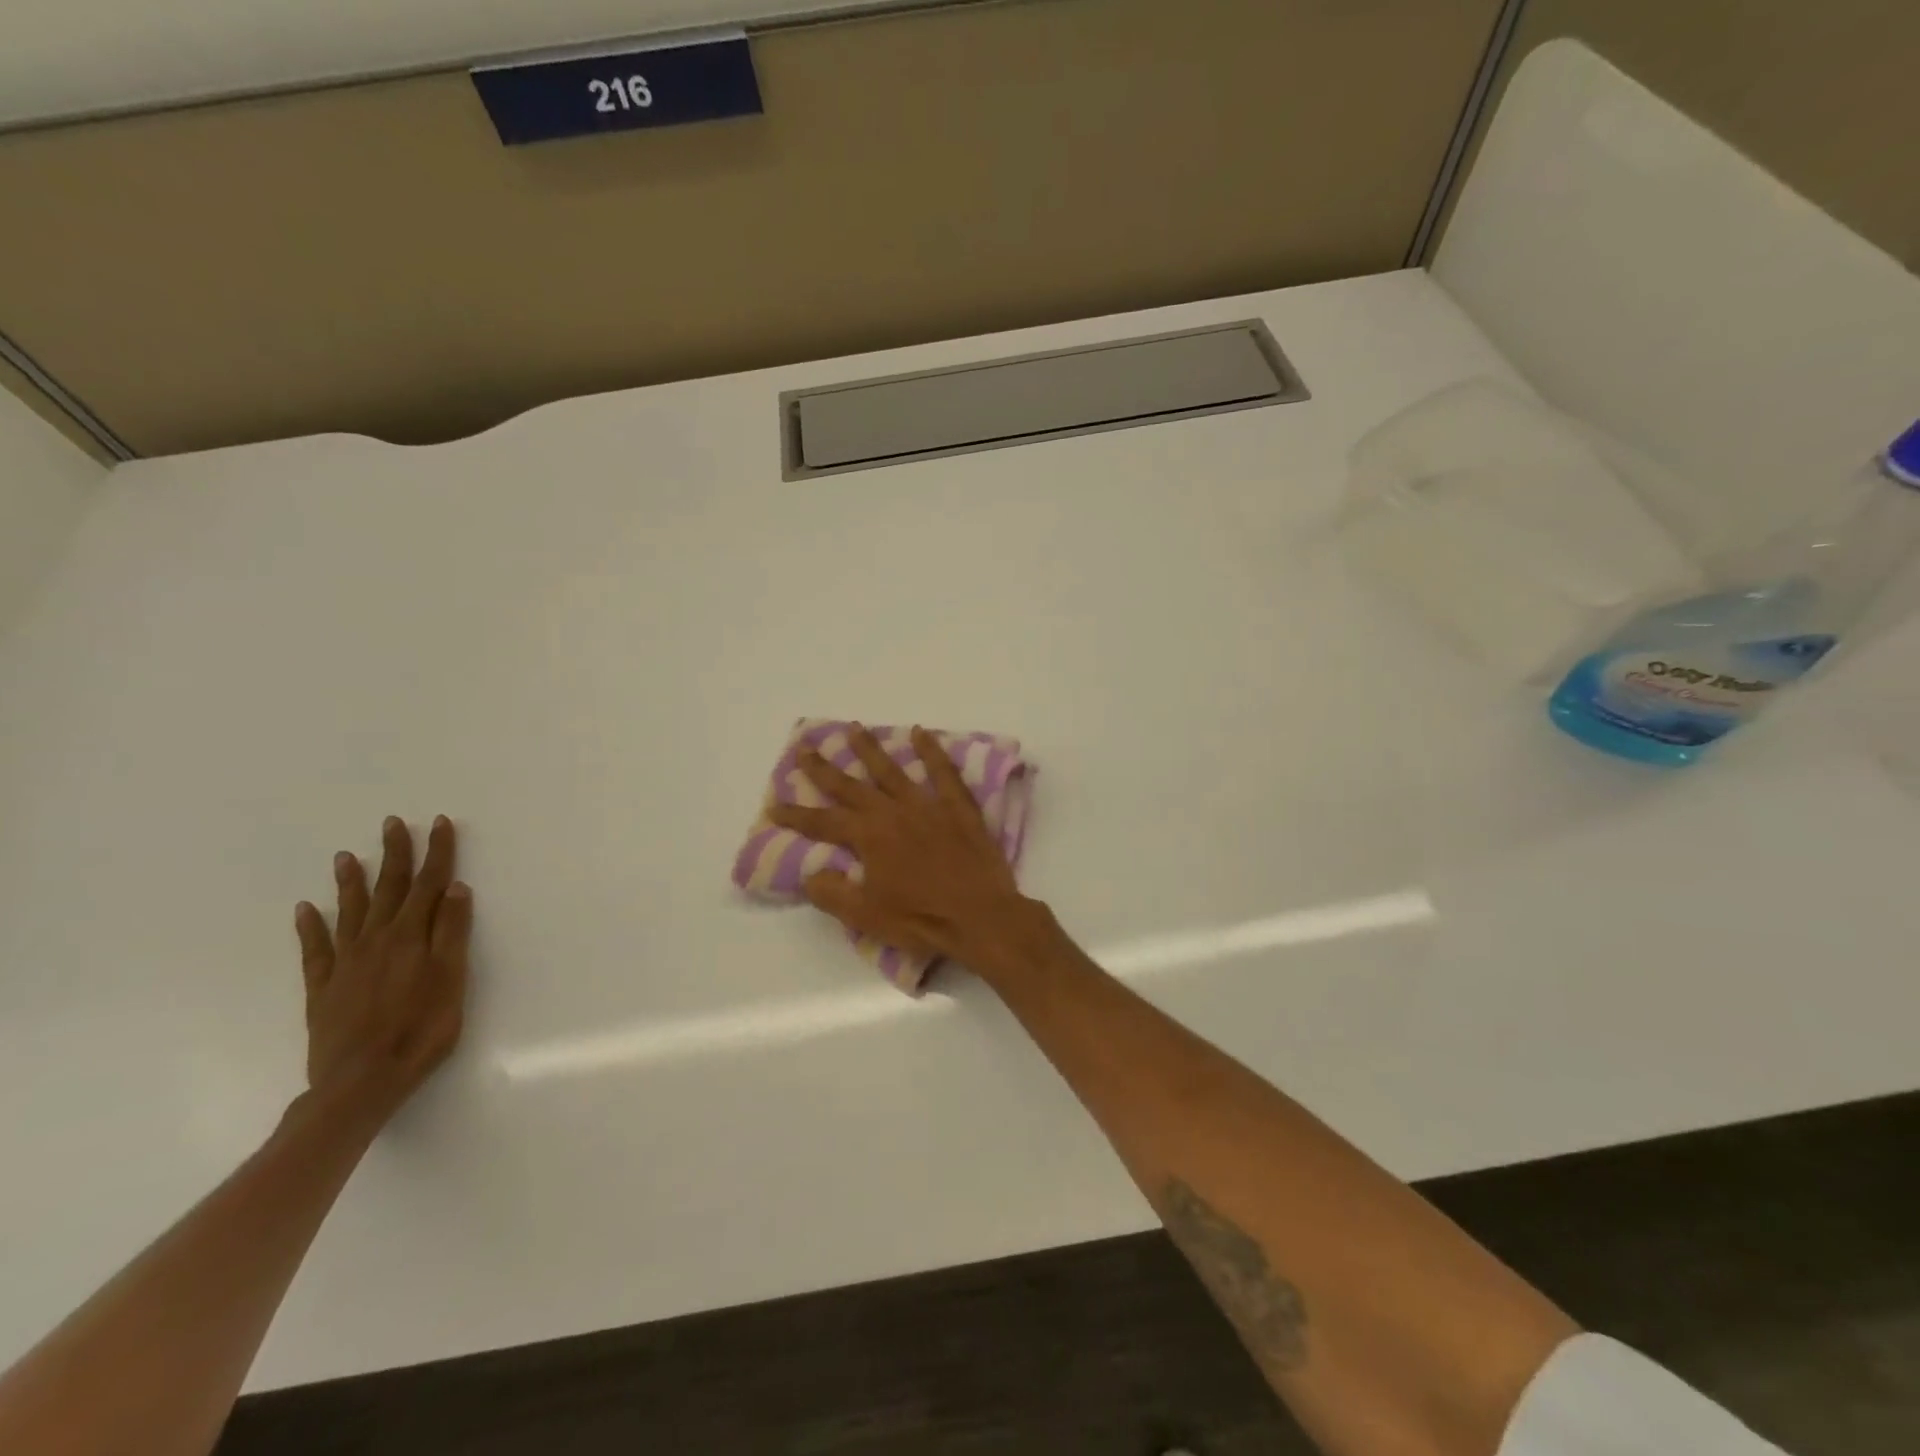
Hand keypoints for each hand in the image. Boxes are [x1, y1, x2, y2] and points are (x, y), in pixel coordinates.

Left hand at [293, 815, 471, 1125]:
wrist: (360, 1083)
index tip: (440, 824)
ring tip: (347, 856)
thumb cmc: (421, 1030)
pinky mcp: (324, 988)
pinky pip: (315, 949)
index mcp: (411, 936)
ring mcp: (346, 963)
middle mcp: (377, 940)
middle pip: (390, 889)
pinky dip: (311, 927)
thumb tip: (455, 888)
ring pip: (350, 912)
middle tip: (393, 824)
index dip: (437, 853)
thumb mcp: (451, 979)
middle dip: (395, 855)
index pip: (430, 884)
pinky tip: (305, 910)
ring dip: (352, 882)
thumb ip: (451, 932)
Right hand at [768, 725, 1052, 978]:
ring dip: (871, 749)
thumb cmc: (922, 919)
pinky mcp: (958, 807)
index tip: (774, 806)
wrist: (980, 916)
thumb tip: (810, 873)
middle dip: (824, 769)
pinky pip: (943, 772)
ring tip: (855, 728)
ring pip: (893, 770)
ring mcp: (927, 805)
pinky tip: (920, 733)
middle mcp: (893, 812)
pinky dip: (931, 751)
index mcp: (869, 837)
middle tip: (804, 748)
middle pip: (851, 786)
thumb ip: (833, 893)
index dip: (796, 815)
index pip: (823, 823)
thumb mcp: (866, 916)